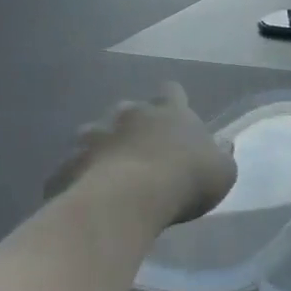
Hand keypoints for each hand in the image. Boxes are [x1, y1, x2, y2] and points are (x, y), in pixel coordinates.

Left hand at [43, 83, 237, 233]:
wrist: (128, 200)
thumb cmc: (185, 179)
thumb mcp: (222, 172)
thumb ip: (222, 156)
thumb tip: (223, 145)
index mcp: (169, 111)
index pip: (172, 91)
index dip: (173, 102)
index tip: (175, 117)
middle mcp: (129, 115)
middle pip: (129, 110)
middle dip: (130, 125)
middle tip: (139, 150)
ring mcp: (94, 136)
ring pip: (92, 133)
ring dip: (99, 147)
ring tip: (107, 172)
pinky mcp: (67, 164)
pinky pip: (70, 168)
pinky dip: (77, 177)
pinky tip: (83, 197)